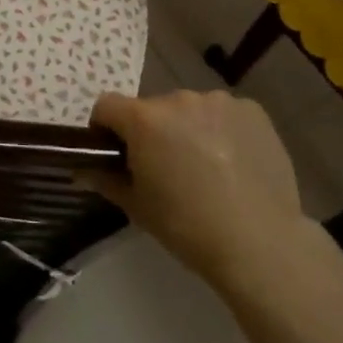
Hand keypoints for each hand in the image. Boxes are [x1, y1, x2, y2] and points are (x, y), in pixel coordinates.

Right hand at [81, 90, 307, 287]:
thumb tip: (82, 169)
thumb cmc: (187, 227)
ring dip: (189, 129)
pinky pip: (224, 114)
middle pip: (152, 109)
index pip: (107, 106)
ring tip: (207, 168)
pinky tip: (235, 163)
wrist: (260, 243)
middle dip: (153, 132)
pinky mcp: (252, 110)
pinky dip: (222, 130)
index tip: (116, 154)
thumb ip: (105, 179)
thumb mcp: (137, 207)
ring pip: (190, 110)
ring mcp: (219, 101)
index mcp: (145, 119)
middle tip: (167, 169)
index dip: (105, 128)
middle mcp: (179, 99)